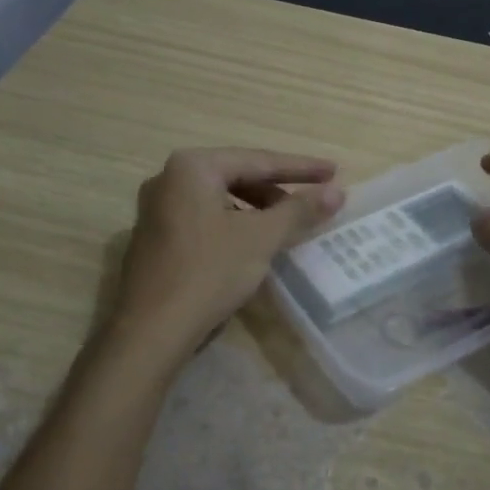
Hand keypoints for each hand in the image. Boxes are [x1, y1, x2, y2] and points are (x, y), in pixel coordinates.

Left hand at [112, 147, 344, 352]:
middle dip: (277, 189)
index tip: (334, 171)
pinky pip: (204, 219)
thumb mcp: (261, 238)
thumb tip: (337, 192)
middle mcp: (168, 178)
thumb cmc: (209, 272)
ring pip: (220, 199)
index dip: (301, 168)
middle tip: (311, 202)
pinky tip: (252, 244)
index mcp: (192, 167)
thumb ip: (299, 210)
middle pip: (236, 176)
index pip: (258, 160)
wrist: (152, 329)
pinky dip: (234, 225)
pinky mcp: (155, 238)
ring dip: (256, 209)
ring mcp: (157, 209)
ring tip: (285, 226)